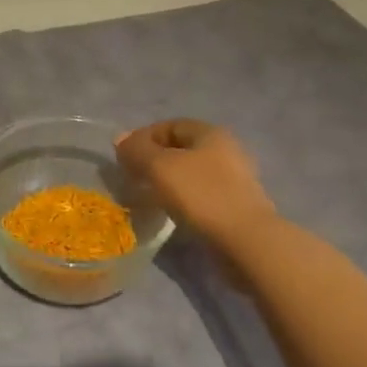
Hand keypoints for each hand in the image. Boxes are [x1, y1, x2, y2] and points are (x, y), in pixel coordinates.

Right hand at [116, 119, 277, 247]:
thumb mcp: (161, 168)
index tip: (124, 157)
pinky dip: (183, 199)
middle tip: (133, 178)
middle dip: (154, 160)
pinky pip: (202, 195)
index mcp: (210, 133)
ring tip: (148, 197)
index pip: (170, 125)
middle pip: (181, 149)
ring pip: (191, 173)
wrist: (246, 242)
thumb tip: (120, 138)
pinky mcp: (236, 206)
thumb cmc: (202, 195)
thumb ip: (138, 151)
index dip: (144, 137)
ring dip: (168, 181)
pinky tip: (172, 213)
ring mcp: (235, 179)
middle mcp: (226, 150)